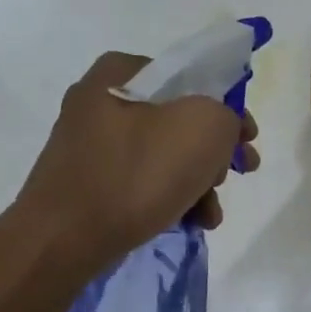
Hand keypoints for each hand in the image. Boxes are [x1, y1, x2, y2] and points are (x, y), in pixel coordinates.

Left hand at [18, 51, 259, 266]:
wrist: (62, 240)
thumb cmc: (135, 174)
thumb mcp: (203, 128)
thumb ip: (226, 115)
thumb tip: (220, 129)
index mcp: (121, 72)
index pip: (192, 77)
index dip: (229, 107)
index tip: (248, 140)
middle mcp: (101, 100)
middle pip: (180, 120)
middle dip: (215, 152)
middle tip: (235, 175)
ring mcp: (91, 144)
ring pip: (165, 155)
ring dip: (198, 182)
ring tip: (212, 214)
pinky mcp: (88, 182)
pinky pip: (142, 181)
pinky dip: (170, 197)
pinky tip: (190, 222)